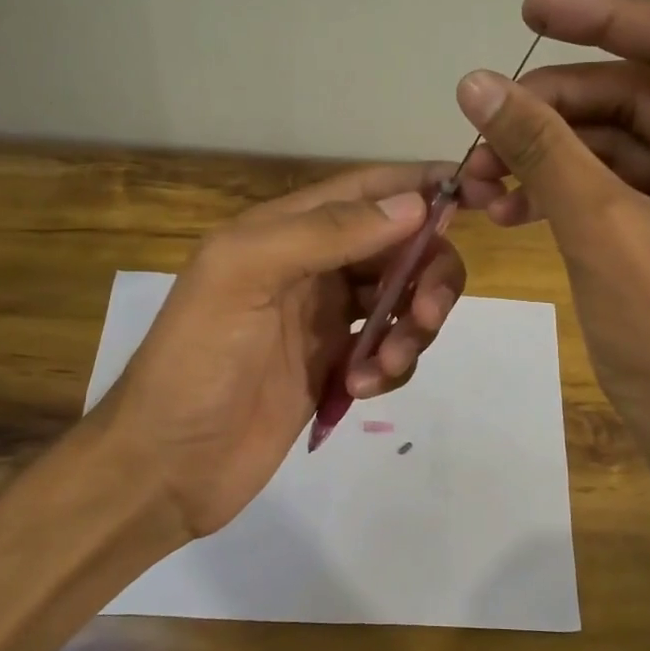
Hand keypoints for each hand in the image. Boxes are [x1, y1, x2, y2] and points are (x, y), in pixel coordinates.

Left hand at [94, 163, 484, 542]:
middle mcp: (311, 266)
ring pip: (401, 299)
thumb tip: (414, 204)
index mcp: (285, 230)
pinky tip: (360, 389)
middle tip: (426, 315)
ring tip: (384, 367)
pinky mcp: (333, 366)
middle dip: (427, 274)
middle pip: (399, 247)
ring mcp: (324, 319)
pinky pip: (388, 349)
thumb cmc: (196, 361)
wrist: (166, 465)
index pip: (370, 190)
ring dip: (413, 326)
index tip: (483, 194)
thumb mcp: (244, 276)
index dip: (424, 185)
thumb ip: (325, 233)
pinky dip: (391, 365)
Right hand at [456, 0, 649, 537]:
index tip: (529, 12)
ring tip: (481, 181)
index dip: (603, 20)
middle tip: (480, 135)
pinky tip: (509, 205)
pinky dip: (562, 188)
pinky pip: (614, 184)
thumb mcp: (606, 235)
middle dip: (555, 112)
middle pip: (639, 97)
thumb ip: (543, 150)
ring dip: (548, 154)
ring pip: (617, 142)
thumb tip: (475, 83)